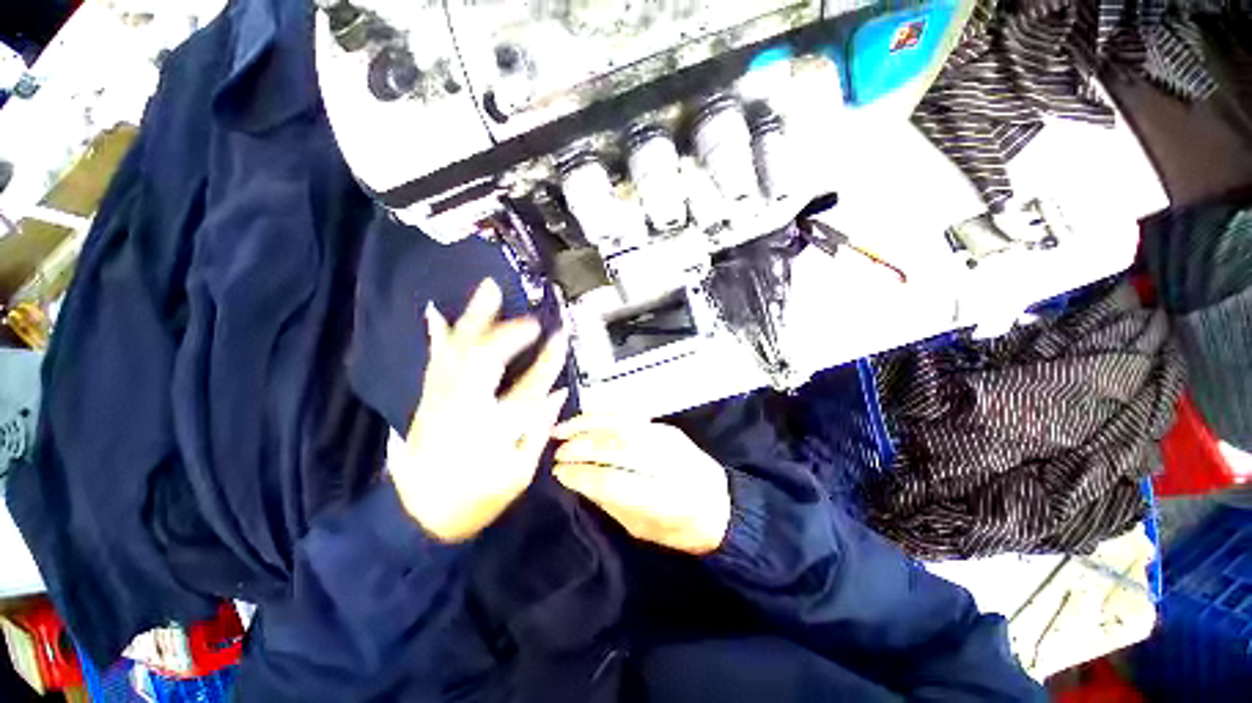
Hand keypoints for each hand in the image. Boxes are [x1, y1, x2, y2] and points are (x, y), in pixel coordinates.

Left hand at [390, 279, 568, 542]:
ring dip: (474, 318)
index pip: (530, 385)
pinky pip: (436, 360)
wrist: (419, 516)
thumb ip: (539, 429)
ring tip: (487, 290)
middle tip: (527, 311)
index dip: (549, 360)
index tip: (561, 337)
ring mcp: (441, 399)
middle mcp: (464, 405)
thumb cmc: (476, 498)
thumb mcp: (519, 472)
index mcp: (493, 427)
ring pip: (459, 350)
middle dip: (508, 329)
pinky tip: (436, 314)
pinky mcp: (429, 399)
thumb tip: (559, 393)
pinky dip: (438, 335)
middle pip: (485, 357)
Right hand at [552, 416, 730, 554]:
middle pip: (617, 446)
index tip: (558, 474)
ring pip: (621, 424)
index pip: (615, 480)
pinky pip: (628, 415)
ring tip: (561, 430)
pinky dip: (602, 415)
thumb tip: (578, 480)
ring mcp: (668, 438)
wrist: (720, 504)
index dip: (582, 475)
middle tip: (556, 452)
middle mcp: (667, 461)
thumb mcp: (643, 529)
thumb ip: (611, 503)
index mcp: (665, 498)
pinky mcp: (666, 427)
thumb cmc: (680, 528)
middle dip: (581, 447)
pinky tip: (585, 419)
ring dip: (588, 424)